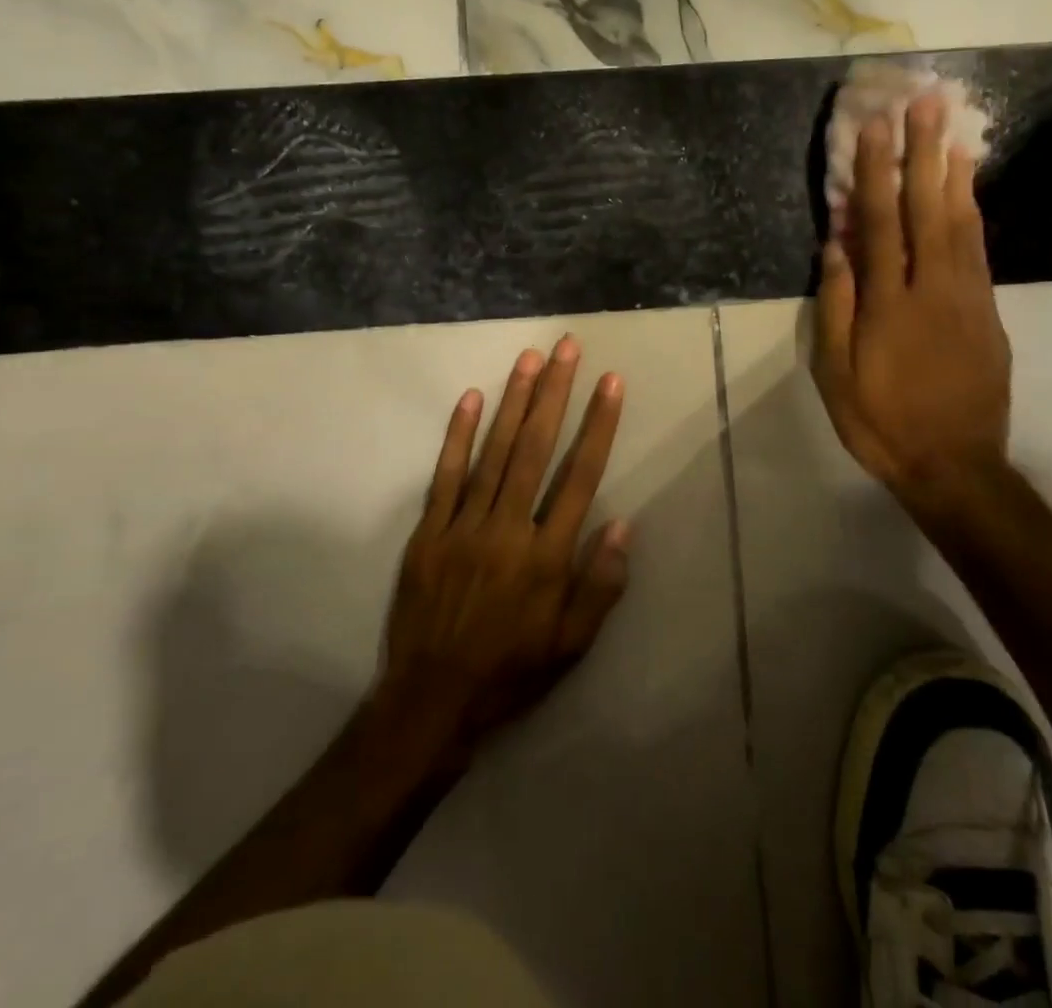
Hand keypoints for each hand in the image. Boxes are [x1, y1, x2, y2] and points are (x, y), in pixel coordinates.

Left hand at [377, 335, 630, 761]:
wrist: (430, 703)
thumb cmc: (511, 672)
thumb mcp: (572, 645)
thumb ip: (600, 585)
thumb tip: (621, 524)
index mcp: (547, 556)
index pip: (581, 475)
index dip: (599, 425)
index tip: (610, 383)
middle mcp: (507, 529)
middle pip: (537, 448)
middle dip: (555, 393)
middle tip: (567, 347)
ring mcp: (463, 526)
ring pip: (494, 451)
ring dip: (514, 401)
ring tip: (530, 359)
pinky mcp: (429, 532)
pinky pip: (445, 475)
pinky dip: (458, 435)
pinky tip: (472, 399)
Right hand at [813, 91, 1012, 522]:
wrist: (955, 465)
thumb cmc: (882, 422)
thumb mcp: (837, 374)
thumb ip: (836, 307)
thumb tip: (834, 247)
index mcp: (889, 304)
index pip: (880, 223)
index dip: (876, 173)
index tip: (874, 126)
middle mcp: (933, 288)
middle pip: (927, 209)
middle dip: (922, 152)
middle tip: (925, 102)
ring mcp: (968, 298)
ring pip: (962, 222)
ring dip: (954, 172)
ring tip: (952, 129)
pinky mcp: (988, 312)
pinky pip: (979, 250)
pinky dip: (973, 212)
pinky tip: (968, 189)